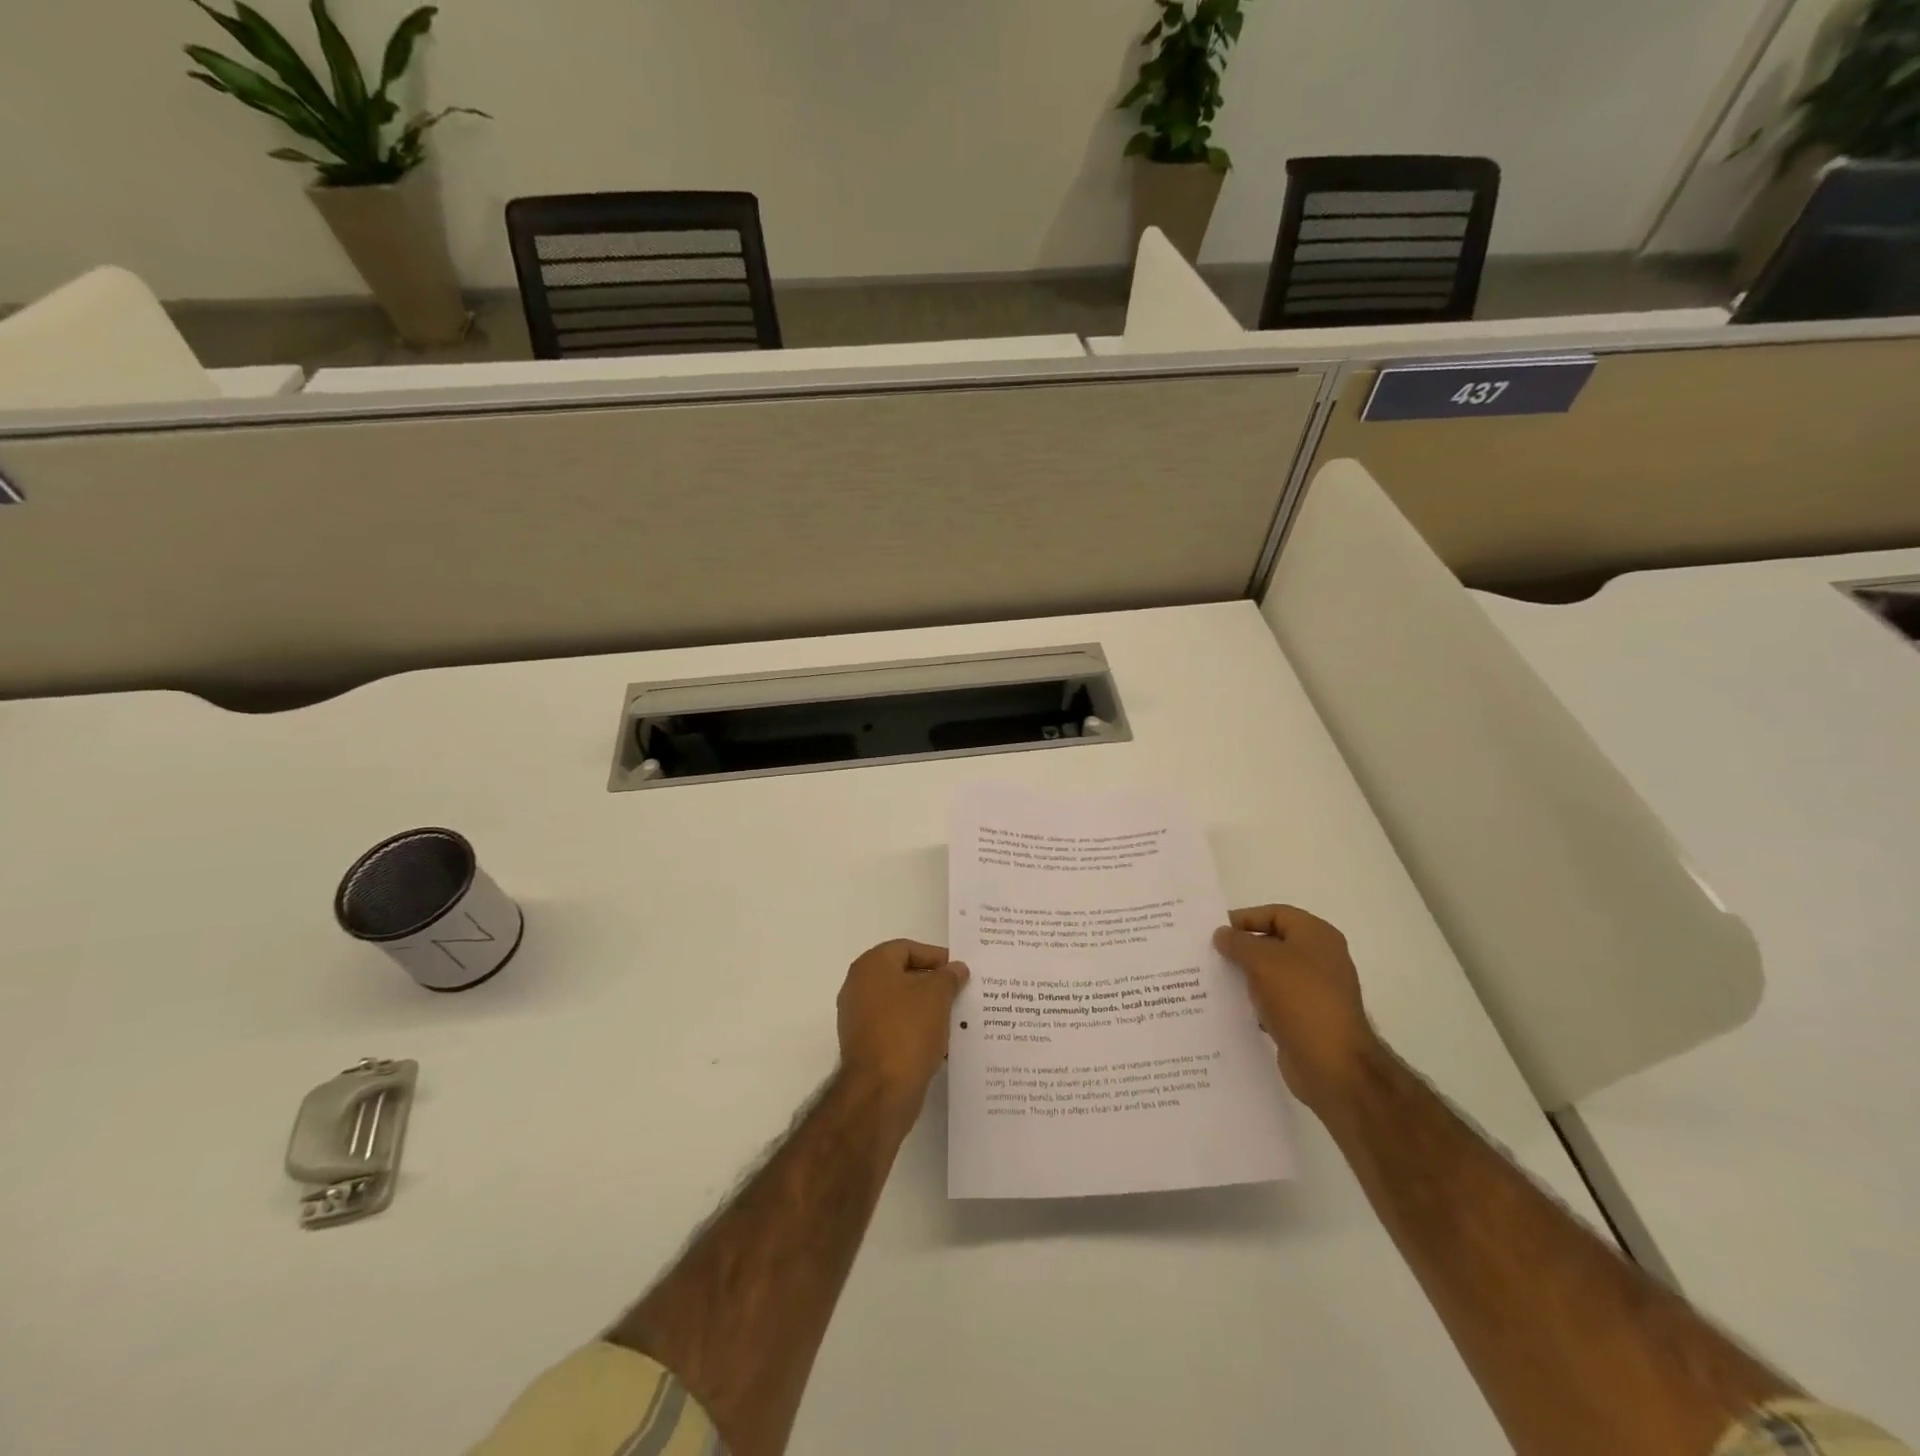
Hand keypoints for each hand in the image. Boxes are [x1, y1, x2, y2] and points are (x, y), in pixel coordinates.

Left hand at [835, 940, 968, 1110]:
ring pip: (900, 1005)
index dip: (935, 956)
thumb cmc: (908, 1030)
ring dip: (927, 1009)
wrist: (880, 1091)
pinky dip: (917, 1031)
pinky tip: (941, 1043)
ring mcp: (859, 1019)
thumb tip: (956, 968)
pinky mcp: (865, 1047)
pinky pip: (895, 1029)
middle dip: (933, 984)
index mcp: (871, 966)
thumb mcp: (937, 995)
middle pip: (902, 976)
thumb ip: (948, 976)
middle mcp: (858, 987)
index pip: (906, 948)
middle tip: (960, 992)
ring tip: (956, 1019)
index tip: (959, 970)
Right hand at [1214, 905, 1379, 1112]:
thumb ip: (1238, 942)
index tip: (1216, 931)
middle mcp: (1319, 959)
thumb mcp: (1263, 960)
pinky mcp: (1306, 1018)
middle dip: (1241, 947)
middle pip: (1273, 942)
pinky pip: (1273, 1000)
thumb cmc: (1300, 999)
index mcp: (1317, 936)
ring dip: (1244, 975)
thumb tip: (1222, 935)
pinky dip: (1253, 1001)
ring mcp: (1314, 990)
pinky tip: (1230, 1006)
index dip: (1245, 918)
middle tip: (1209, 954)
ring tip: (1212, 979)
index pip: (1276, 913)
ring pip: (1271, 973)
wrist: (1332, 1064)